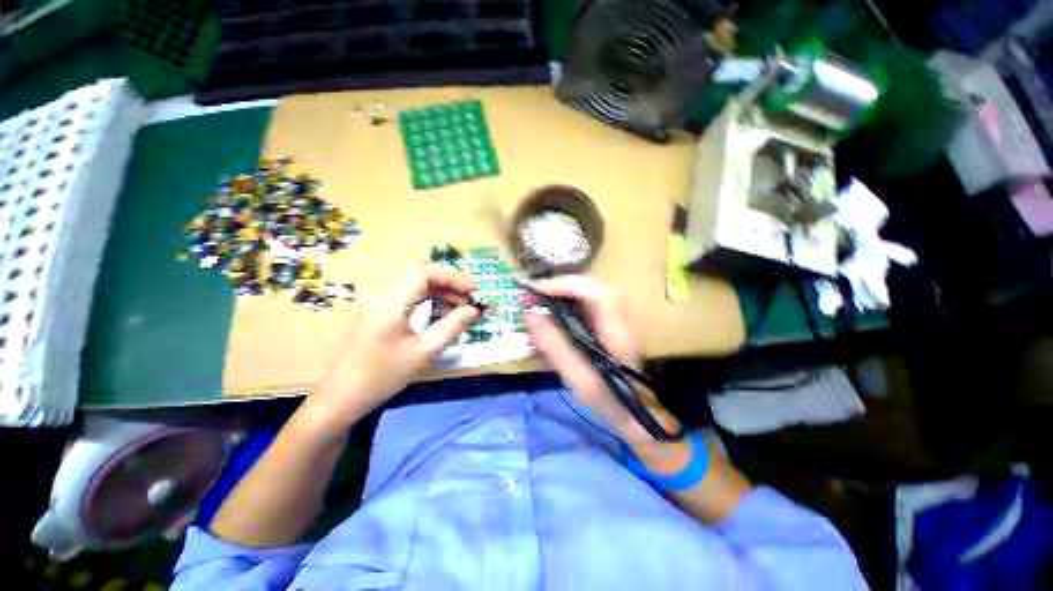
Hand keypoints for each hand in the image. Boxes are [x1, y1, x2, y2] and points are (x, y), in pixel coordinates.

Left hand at [309, 263, 479, 431]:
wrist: (338, 398)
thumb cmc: (381, 377)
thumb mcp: (422, 353)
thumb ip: (451, 327)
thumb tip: (473, 310)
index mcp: (390, 302)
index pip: (425, 272)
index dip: (453, 277)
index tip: (473, 292)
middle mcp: (379, 293)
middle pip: (419, 273)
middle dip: (448, 283)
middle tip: (466, 302)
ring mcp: (373, 300)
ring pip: (412, 282)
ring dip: (438, 290)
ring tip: (456, 308)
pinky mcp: (372, 309)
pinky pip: (404, 293)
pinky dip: (425, 298)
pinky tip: (436, 312)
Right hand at [524, 276, 679, 443]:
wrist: (635, 407)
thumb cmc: (607, 396)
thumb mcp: (578, 377)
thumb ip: (555, 346)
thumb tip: (531, 315)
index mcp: (617, 328)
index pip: (593, 292)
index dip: (563, 285)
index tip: (534, 292)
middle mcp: (619, 313)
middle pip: (585, 287)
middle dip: (554, 290)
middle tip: (528, 300)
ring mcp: (614, 314)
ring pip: (582, 294)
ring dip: (557, 298)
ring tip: (535, 310)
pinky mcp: (607, 319)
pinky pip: (582, 305)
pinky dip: (563, 308)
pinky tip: (550, 322)